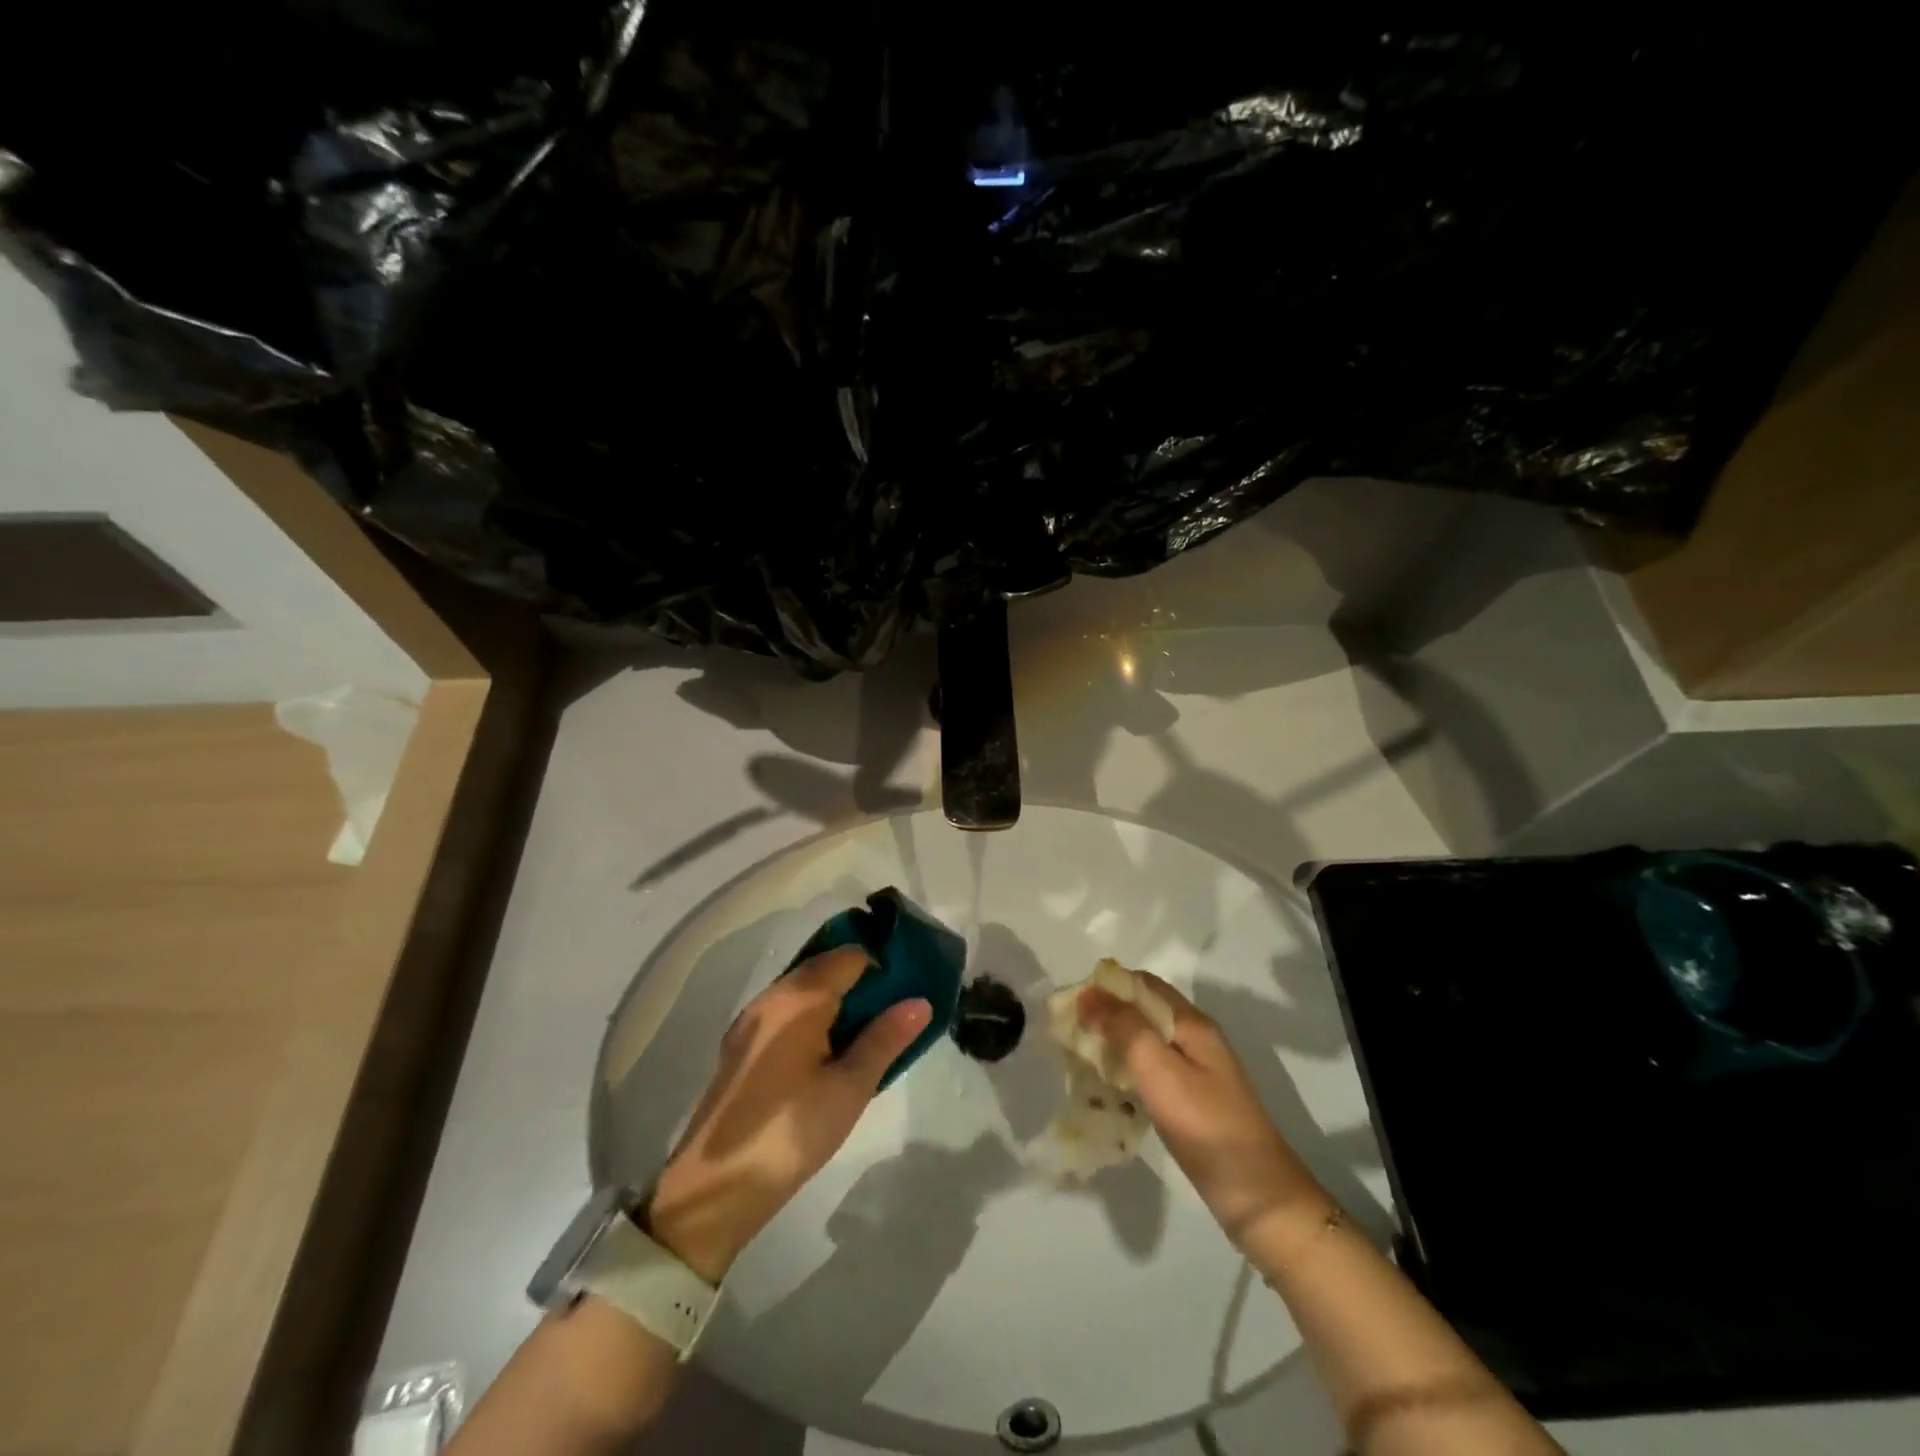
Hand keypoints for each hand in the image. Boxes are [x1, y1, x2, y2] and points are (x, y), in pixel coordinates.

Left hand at [644, 947, 929, 1281]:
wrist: (714, 1189)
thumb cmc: (790, 1132)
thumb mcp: (849, 1088)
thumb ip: (885, 1039)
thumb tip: (921, 1001)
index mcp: (798, 998)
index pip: (849, 956)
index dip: (882, 965)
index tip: (908, 987)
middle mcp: (771, 997)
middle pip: (824, 967)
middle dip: (861, 980)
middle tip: (895, 1010)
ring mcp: (751, 1021)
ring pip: (803, 990)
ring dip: (837, 1000)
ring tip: (869, 1031)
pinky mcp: (741, 1047)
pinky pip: (786, 1012)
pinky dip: (813, 1017)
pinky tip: (830, 1051)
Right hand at [1079, 973, 1330, 1248]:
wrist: (1259, 1199)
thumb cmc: (1207, 1127)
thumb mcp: (1161, 1072)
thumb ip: (1125, 1029)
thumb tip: (1089, 993)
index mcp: (1191, 1024)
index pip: (1143, 984)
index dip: (1106, 986)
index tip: (1072, 1003)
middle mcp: (1194, 1039)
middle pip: (1142, 1012)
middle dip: (1105, 1016)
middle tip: (1069, 1034)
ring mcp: (1195, 1072)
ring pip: (1144, 1043)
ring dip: (1112, 1045)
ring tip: (1079, 1060)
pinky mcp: (1191, 1102)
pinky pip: (1150, 1073)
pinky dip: (1125, 1073)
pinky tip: (1106, 1091)